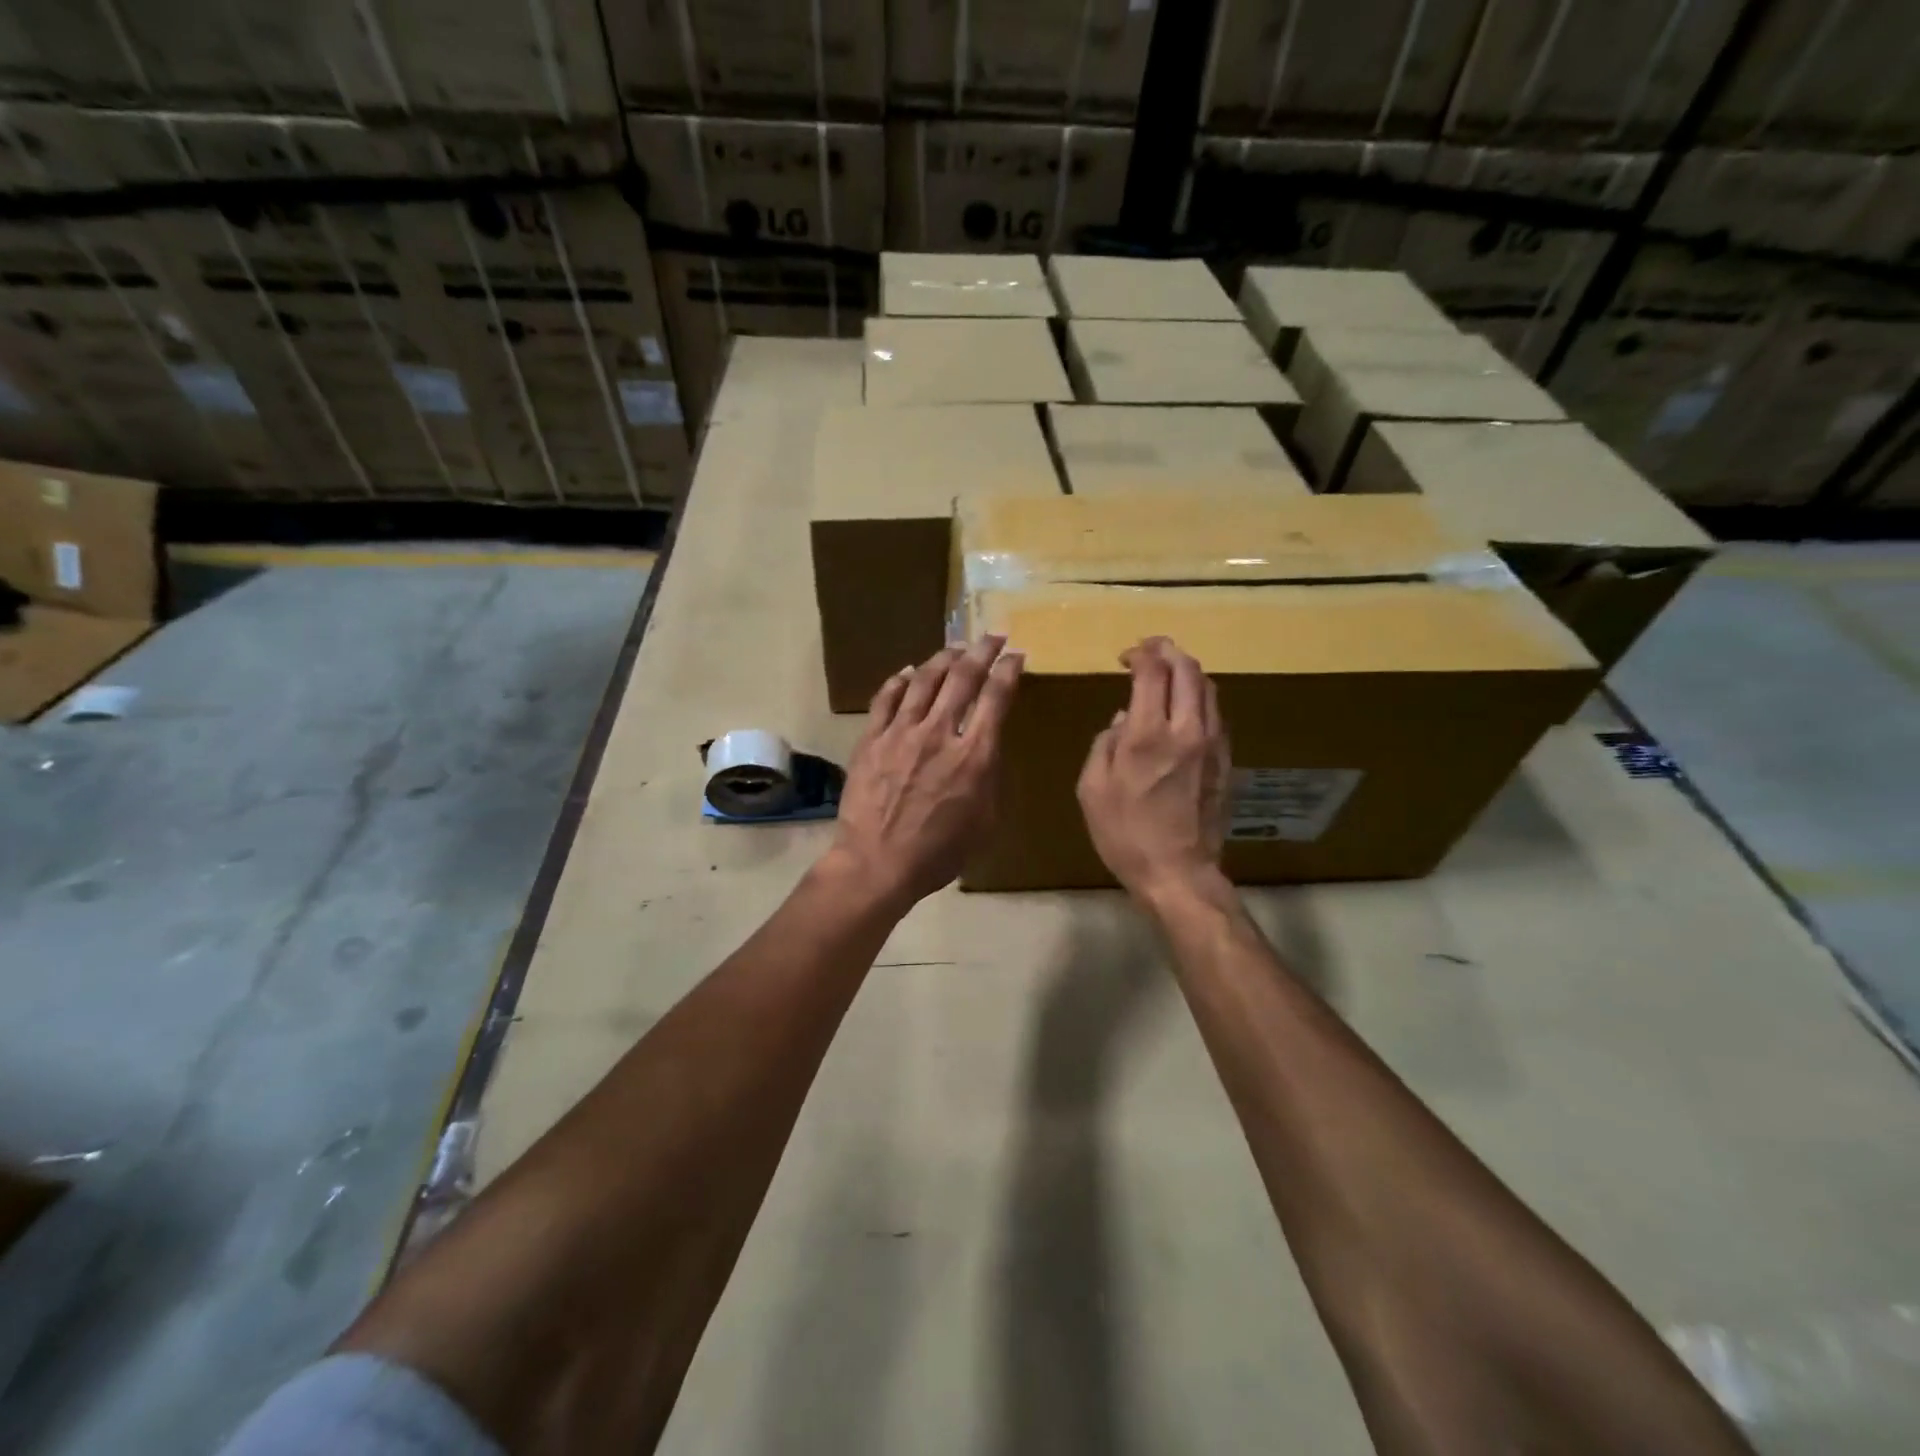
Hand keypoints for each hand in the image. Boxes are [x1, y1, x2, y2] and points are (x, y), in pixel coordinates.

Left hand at [825, 636, 1022, 912]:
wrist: (877, 864)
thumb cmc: (939, 853)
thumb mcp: (986, 822)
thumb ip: (991, 777)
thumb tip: (989, 747)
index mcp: (974, 755)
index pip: (996, 697)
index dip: (1008, 670)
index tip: (1016, 655)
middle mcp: (939, 733)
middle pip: (963, 677)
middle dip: (982, 651)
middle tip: (992, 636)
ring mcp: (901, 732)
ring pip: (925, 681)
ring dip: (944, 658)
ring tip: (955, 647)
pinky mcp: (872, 739)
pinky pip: (886, 699)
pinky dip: (900, 681)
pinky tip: (909, 672)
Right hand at [1077, 637, 1231, 903]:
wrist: (1178, 873)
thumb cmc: (1125, 834)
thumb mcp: (1092, 788)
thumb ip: (1105, 743)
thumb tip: (1125, 718)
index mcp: (1148, 735)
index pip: (1153, 671)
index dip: (1141, 653)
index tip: (1126, 657)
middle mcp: (1187, 729)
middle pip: (1188, 669)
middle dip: (1168, 650)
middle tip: (1149, 651)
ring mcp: (1213, 744)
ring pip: (1208, 687)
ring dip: (1187, 671)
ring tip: (1168, 674)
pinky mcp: (1225, 760)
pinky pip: (1216, 713)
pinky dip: (1199, 697)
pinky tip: (1184, 707)